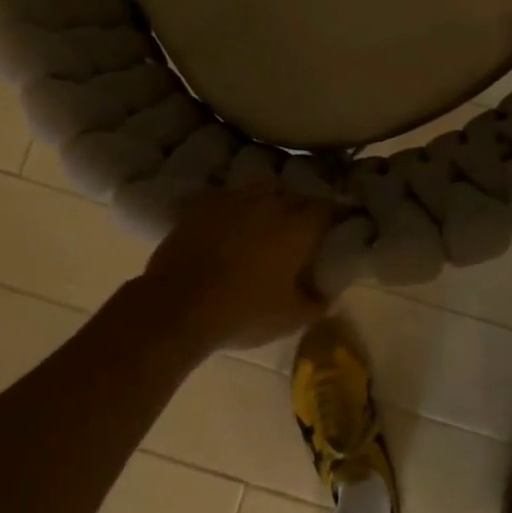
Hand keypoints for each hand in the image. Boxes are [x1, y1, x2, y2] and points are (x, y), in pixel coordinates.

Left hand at [141, 185, 335, 350]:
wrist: (177, 306)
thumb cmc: (243, 313)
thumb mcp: (290, 320)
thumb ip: (316, 303)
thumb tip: (328, 295)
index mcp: (298, 227)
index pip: (328, 209)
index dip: (334, 218)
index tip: (334, 230)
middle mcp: (271, 202)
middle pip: (296, 198)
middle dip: (301, 212)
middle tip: (298, 236)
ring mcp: (235, 198)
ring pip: (262, 192)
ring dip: (268, 205)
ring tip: (263, 227)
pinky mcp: (204, 203)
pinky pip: (228, 199)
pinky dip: (234, 210)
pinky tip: (229, 227)